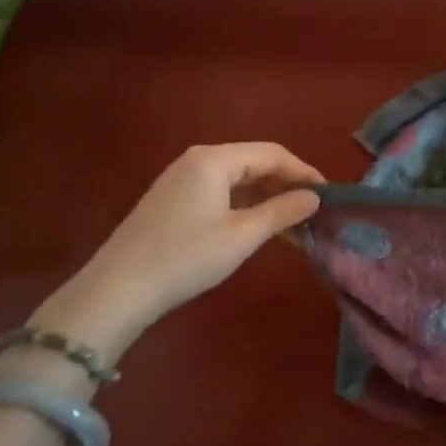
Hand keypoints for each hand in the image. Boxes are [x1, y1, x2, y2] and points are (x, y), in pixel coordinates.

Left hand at [37, 143, 322, 358]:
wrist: (116, 291)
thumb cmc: (186, 257)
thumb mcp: (243, 235)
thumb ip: (283, 211)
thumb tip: (315, 197)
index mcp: (214, 159)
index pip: (273, 154)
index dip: (304, 172)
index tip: (328, 195)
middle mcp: (198, 161)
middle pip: (255, 164)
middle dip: (287, 186)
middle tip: (313, 213)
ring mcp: (182, 181)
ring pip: (239, 181)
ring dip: (268, 200)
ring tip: (294, 226)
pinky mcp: (173, 202)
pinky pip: (221, 194)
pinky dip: (246, 208)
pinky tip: (261, 230)